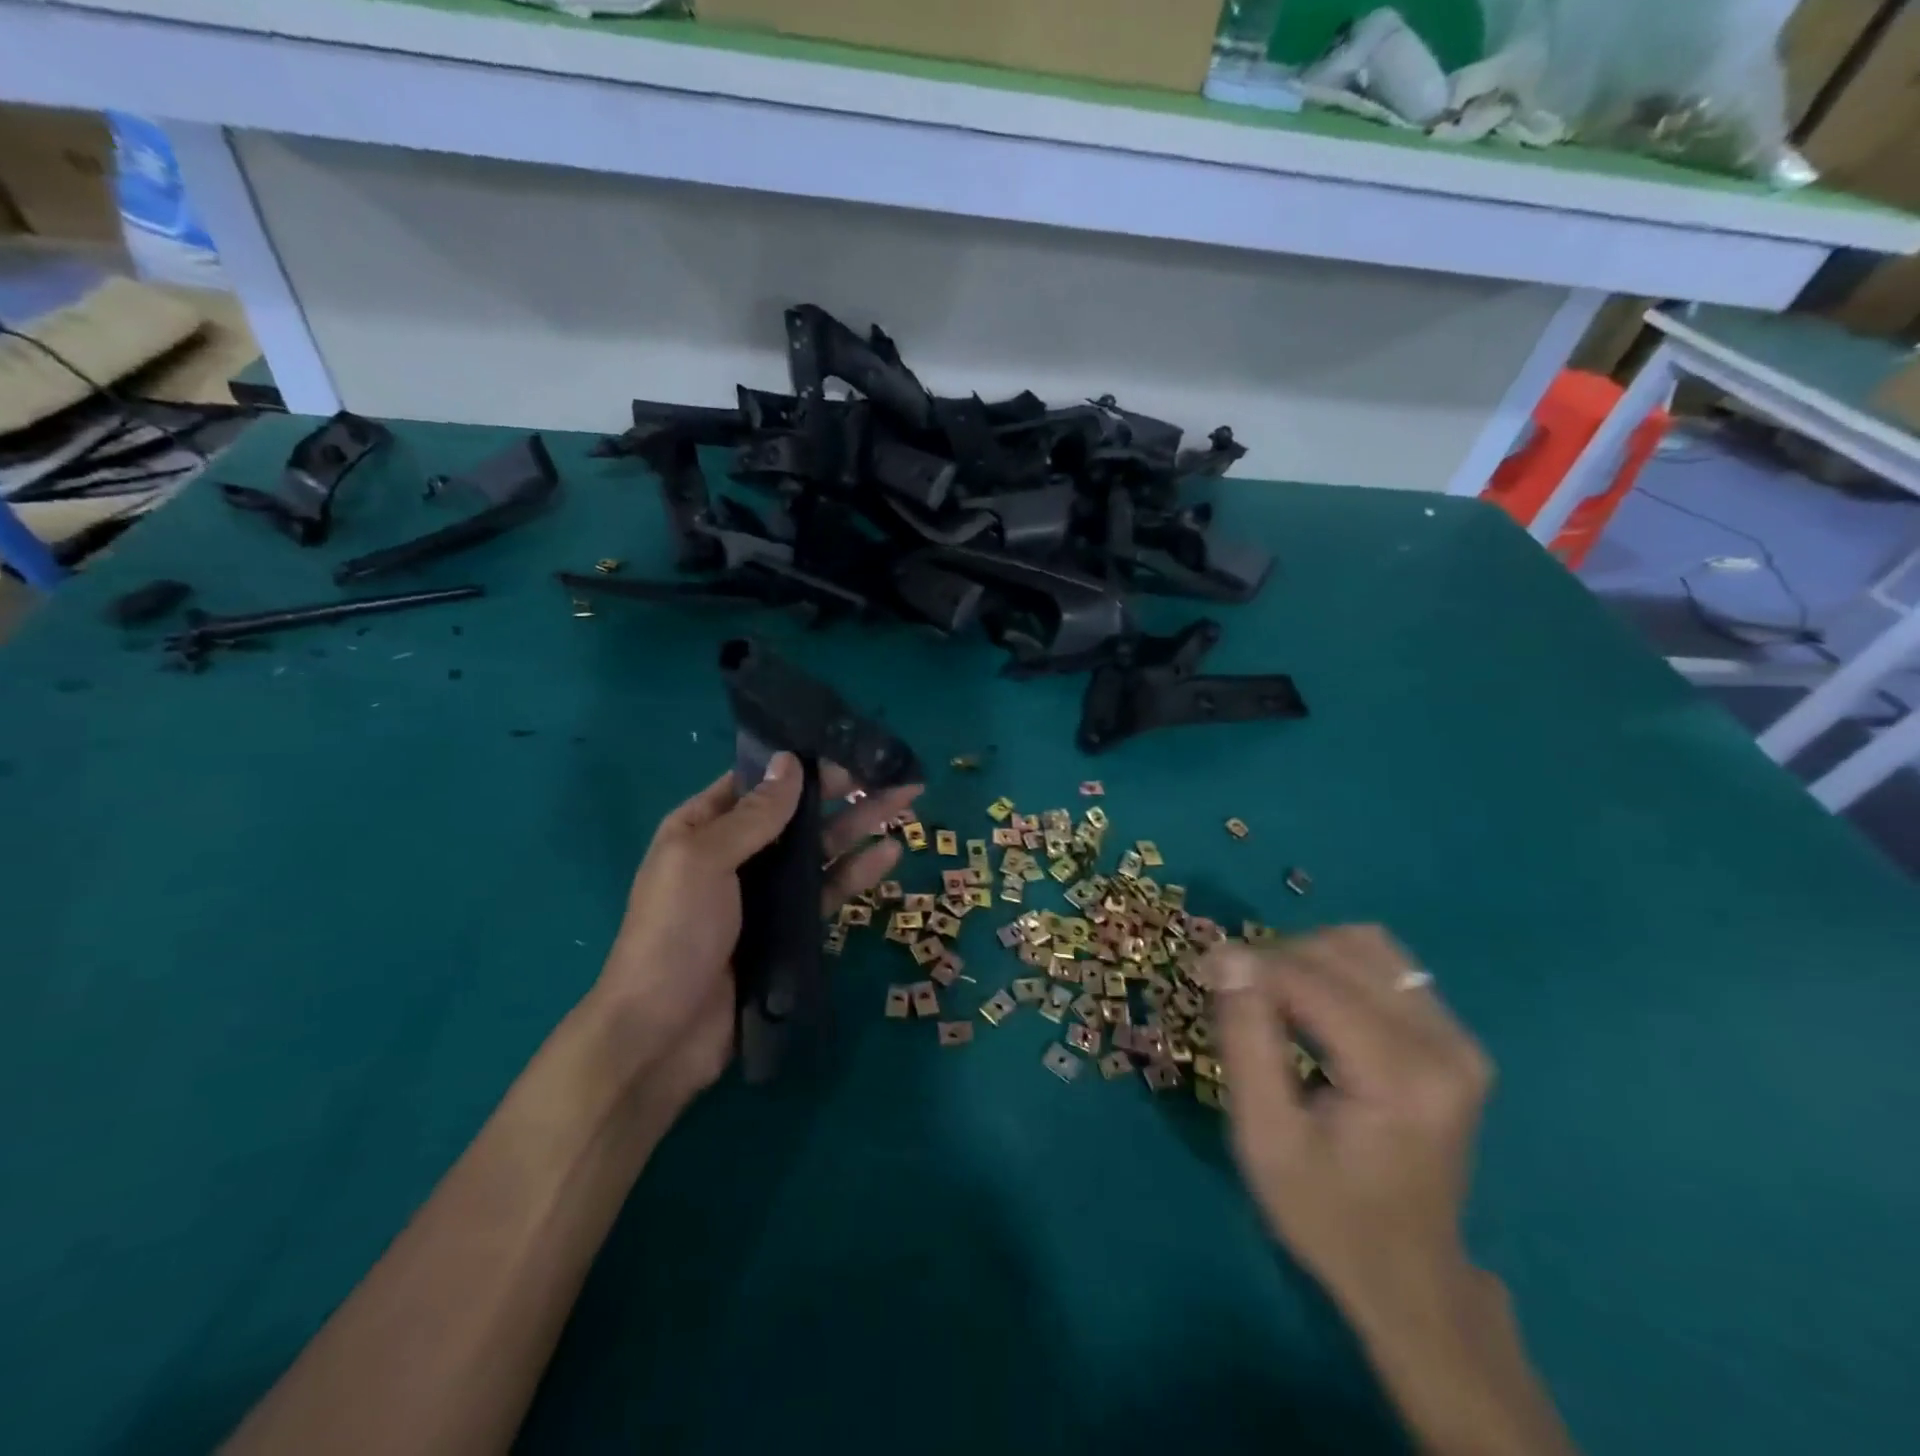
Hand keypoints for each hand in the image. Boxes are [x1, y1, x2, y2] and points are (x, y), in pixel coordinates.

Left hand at [593, 753, 921, 1111]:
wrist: (663, 1032)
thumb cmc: (674, 932)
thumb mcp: (704, 860)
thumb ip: (754, 814)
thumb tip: (790, 761)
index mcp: (703, 827)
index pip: (759, 783)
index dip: (802, 765)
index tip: (848, 750)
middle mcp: (736, 853)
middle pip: (798, 813)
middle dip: (844, 792)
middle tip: (893, 774)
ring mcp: (764, 893)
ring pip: (819, 850)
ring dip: (860, 826)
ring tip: (906, 802)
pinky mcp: (788, 929)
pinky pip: (827, 891)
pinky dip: (857, 871)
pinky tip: (890, 853)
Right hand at [1205, 927, 1492, 1321]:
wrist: (1407, 1275)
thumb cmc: (1324, 1213)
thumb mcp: (1263, 1135)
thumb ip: (1245, 1039)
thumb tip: (1226, 956)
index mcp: (1399, 1076)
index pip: (1310, 980)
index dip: (1249, 965)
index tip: (1202, 971)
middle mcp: (1443, 1044)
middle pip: (1338, 952)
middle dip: (1274, 960)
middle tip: (1233, 992)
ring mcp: (1458, 1038)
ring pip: (1365, 945)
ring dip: (1306, 957)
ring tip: (1273, 998)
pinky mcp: (1455, 1038)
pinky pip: (1387, 965)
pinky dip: (1338, 967)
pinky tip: (1314, 1005)